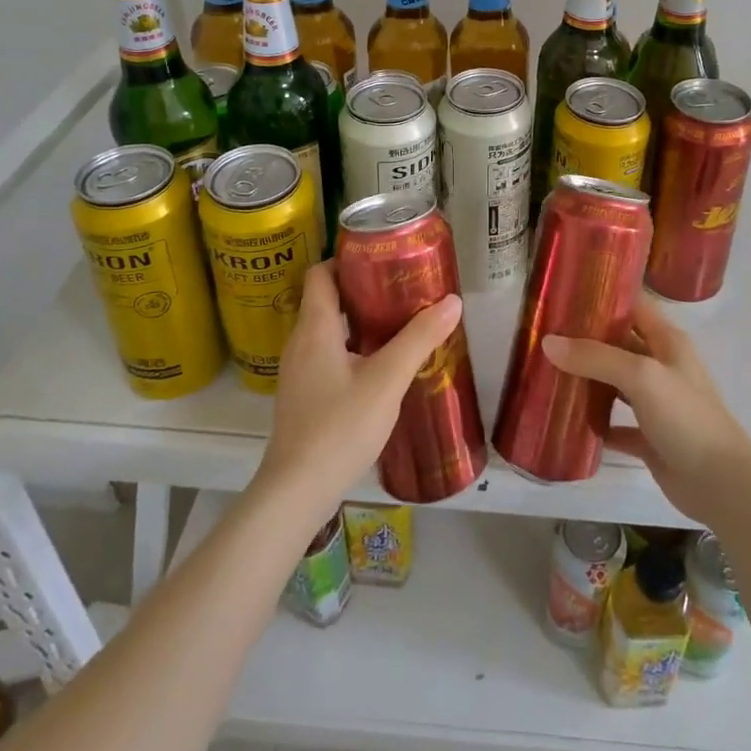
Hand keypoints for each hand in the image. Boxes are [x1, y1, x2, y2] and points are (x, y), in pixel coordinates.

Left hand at [255, 263, 460, 518]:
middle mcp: (300, 342)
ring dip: (358, 320)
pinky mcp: (303, 396)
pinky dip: (351, 347)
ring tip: (397, 322)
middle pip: (325, 299)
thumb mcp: (387, 380)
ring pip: (327, 329)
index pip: (320, 273)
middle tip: (400, 288)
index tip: (382, 258)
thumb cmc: (340, 427)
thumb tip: (452, 300)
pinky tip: (380, 365)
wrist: (297, 492)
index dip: (346, 259)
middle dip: (361, 289)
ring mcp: (298, 371)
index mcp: (314, 327)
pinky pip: (326, 355)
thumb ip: (419, 339)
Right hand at [541, 295, 750, 525]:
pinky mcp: (651, 438)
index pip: (633, 306)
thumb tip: (547, 342)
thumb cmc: (686, 417)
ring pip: (616, 383)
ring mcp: (657, 404)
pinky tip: (570, 422)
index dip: (604, 297)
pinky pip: (617, 424)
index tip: (564, 294)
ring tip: (549, 372)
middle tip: (545, 334)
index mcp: (667, 341)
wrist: (722, 485)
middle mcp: (662, 366)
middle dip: (586, 340)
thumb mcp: (641, 376)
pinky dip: (597, 423)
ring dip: (588, 380)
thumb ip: (595, 357)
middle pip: (619, 344)